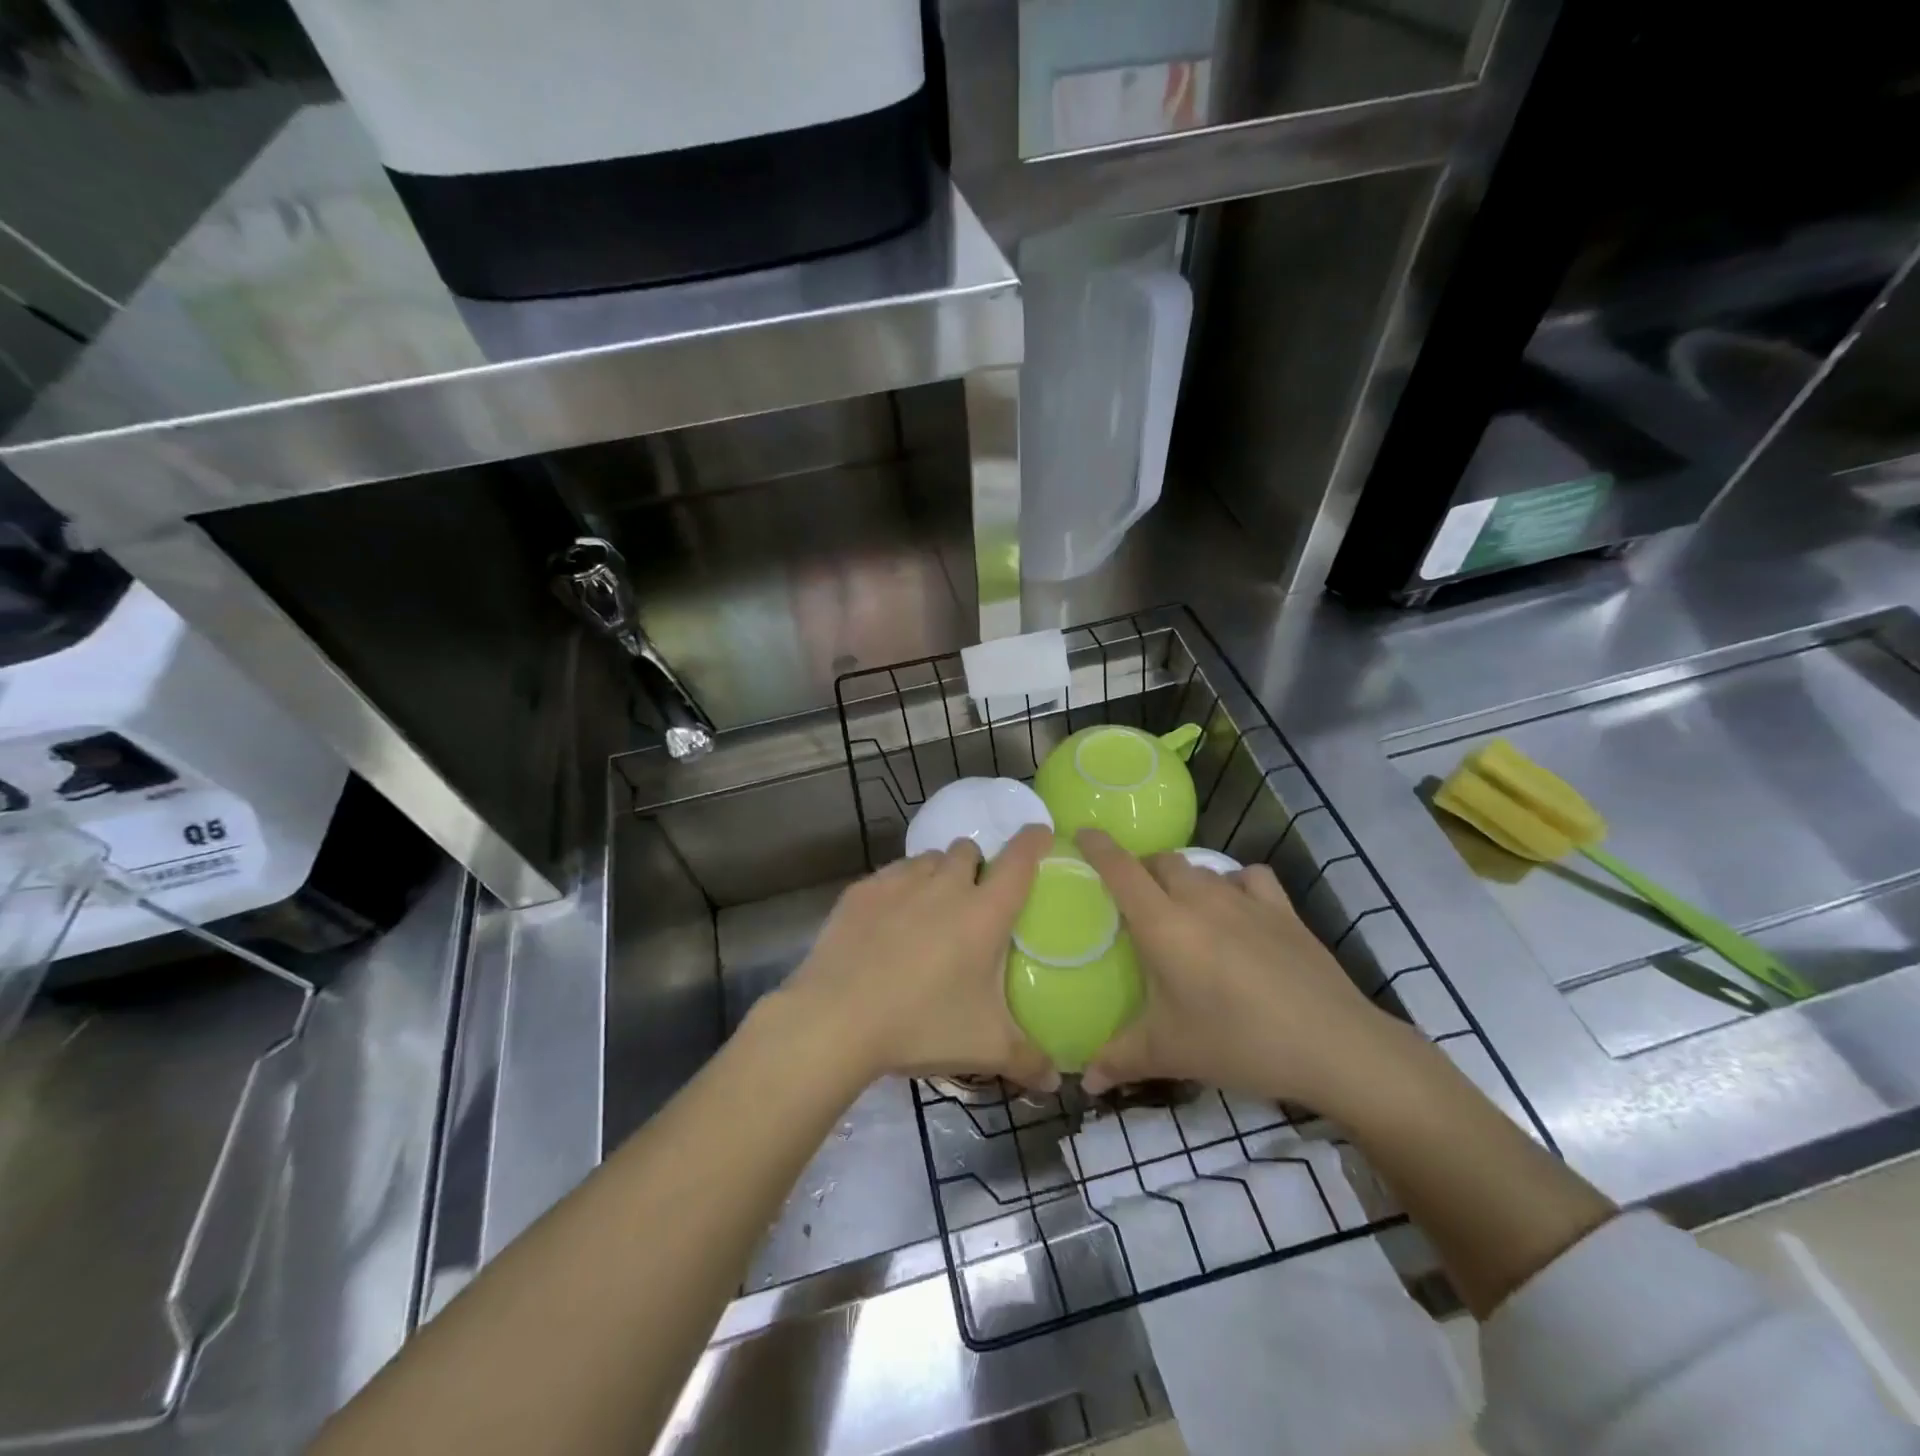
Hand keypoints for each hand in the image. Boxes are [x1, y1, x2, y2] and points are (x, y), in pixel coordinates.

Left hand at [775, 824, 1056, 1090]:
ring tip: (931, 907)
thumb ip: (1028, 1059)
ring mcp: (899, 882)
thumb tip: (1056, 1080)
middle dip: (977, 865)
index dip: (1034, 842)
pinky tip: (889, 919)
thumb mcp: (984, 1047)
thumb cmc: (921, 1025)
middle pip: (969, 850)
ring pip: (929, 858)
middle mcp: (945, 885)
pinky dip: (900, 886)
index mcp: (984, 912)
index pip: (1019, 860)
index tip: (1040, 835)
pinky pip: (892, 873)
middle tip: (974, 900)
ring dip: (939, 872)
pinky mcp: (862, 890)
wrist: (835, 1019)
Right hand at [1075, 829, 1404, 1107]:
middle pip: (1161, 861)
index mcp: (1163, 924)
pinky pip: (1248, 876)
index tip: (1081, 833)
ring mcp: (1245, 899)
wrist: (1333, 1045)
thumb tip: (1083, 1082)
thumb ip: (1119, 1059)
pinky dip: (1234, 882)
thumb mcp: (1169, 1053)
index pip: (1120, 869)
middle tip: (1133, 899)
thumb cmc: (1238, 1042)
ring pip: (1200, 867)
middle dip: (1141, 869)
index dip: (1097, 846)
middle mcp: (1200, 899)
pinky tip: (1236, 907)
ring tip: (1180, 907)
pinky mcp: (1282, 909)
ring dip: (1182, 878)